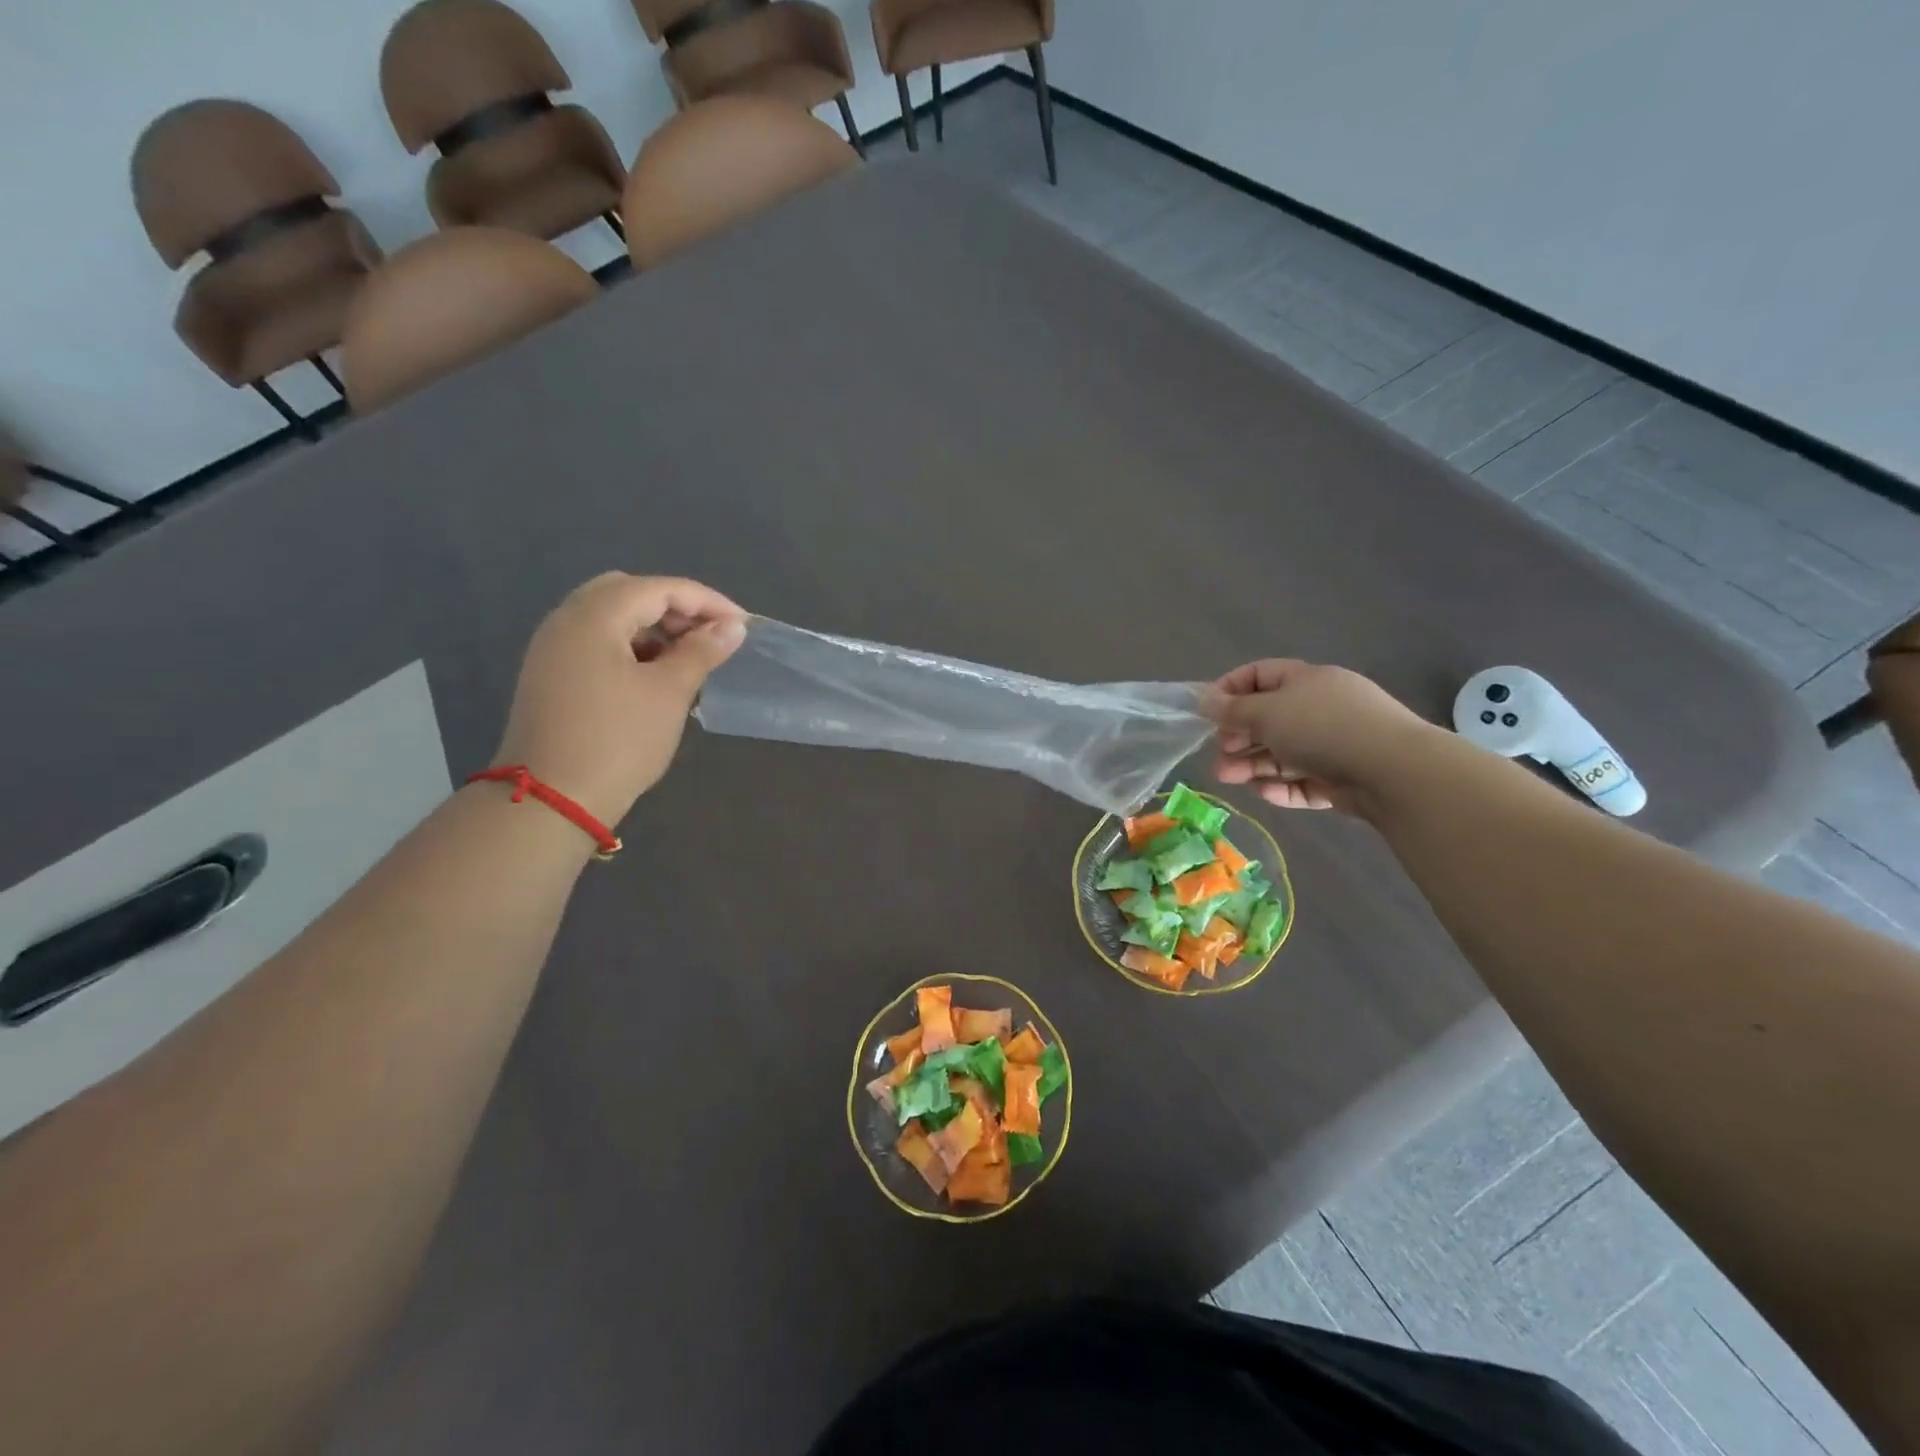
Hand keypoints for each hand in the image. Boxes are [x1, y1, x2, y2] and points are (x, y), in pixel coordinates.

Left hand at [490, 574, 746, 826]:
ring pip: (610, 618)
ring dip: (653, 628)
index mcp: (594, 616)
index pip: (660, 589)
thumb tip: (733, 626)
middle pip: (629, 593)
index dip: (707, 602)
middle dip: (676, 608)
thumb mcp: (669, 693)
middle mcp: (566, 620)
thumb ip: (702, 651)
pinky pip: (597, 642)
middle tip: (710, 637)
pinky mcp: (550, 675)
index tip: (743, 626)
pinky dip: (630, 646)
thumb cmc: (618, 740)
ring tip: (689, 658)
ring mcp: (553, 649)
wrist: (550, 801)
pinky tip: (655, 675)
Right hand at [1201, 659, 1439, 816]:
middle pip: (1270, 718)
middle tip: (1219, 753)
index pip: (1260, 675)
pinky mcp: (1343, 778)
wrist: (1394, 771)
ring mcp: (1335, 744)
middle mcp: (1321, 708)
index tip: (1207, 712)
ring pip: (1284, 753)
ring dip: (1252, 764)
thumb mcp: (1267, 712)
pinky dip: (1281, 786)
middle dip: (1238, 736)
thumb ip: (1232, 709)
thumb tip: (1204, 699)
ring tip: (1227, 779)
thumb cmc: (1322, 728)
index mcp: (1307, 680)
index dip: (1230, 689)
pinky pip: (1304, 780)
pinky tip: (1262, 793)